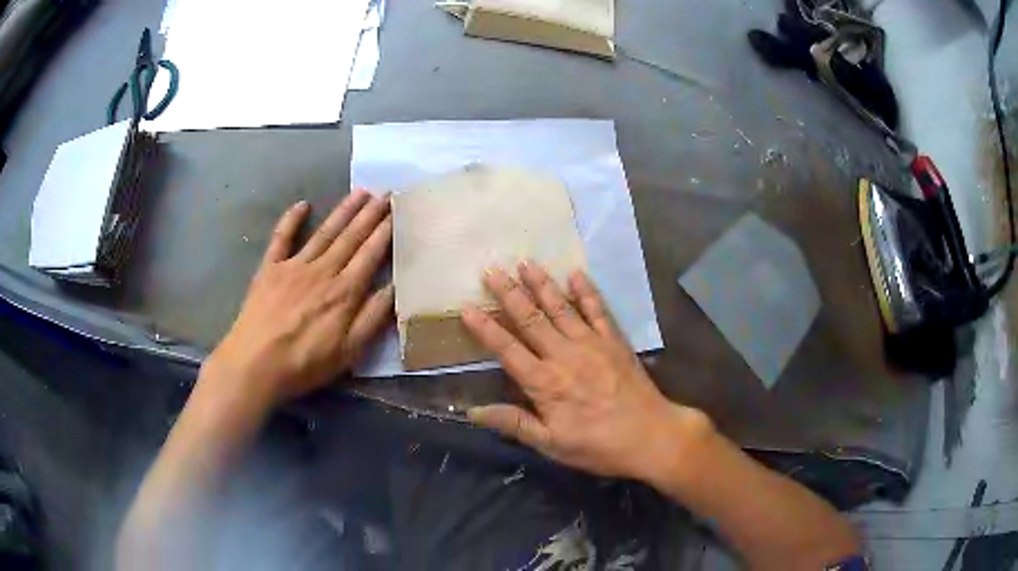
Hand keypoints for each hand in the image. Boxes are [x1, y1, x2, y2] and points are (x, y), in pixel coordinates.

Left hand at [201, 190, 393, 408]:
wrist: (255, 364)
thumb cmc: (304, 363)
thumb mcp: (348, 351)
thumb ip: (373, 318)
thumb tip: (394, 287)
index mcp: (344, 292)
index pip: (370, 254)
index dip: (385, 232)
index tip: (397, 211)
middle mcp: (322, 271)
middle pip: (350, 237)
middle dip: (370, 214)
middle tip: (385, 192)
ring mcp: (294, 266)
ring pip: (324, 232)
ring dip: (343, 211)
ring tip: (360, 192)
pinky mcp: (270, 268)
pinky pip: (282, 237)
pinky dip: (291, 219)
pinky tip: (302, 204)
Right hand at [461, 262, 711, 482]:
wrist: (651, 436)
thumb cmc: (598, 445)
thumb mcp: (551, 445)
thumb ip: (514, 423)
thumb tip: (472, 412)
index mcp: (545, 383)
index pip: (507, 349)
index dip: (485, 328)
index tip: (467, 307)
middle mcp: (565, 355)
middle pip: (531, 319)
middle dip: (509, 293)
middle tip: (491, 270)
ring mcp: (592, 344)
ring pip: (561, 308)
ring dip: (542, 284)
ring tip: (526, 262)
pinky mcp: (615, 341)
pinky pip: (598, 310)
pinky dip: (587, 292)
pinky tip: (577, 274)